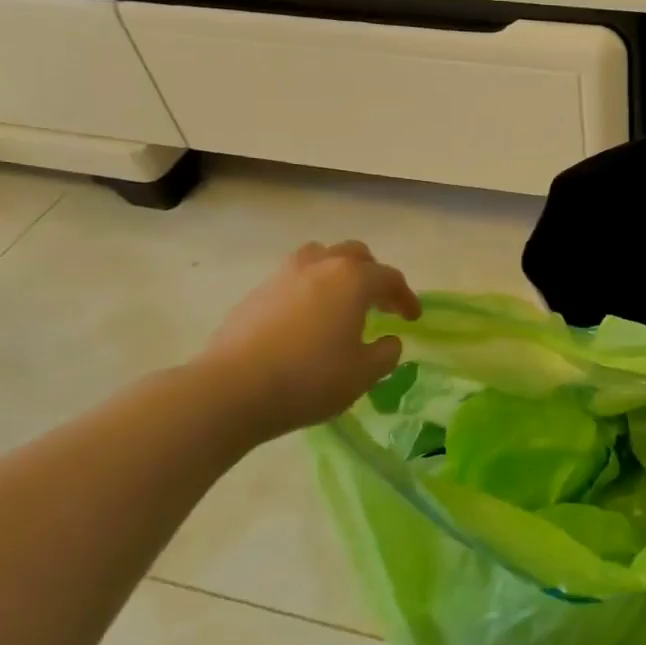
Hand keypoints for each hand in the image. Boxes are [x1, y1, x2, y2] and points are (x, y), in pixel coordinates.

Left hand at [194, 241, 420, 443]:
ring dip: (337, 273)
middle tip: (379, 303)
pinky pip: (293, 278)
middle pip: (355, 255)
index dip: (406, 298)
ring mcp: (283, 275)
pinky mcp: (256, 293)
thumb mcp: (363, 374)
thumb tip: (389, 340)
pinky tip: (307, 319)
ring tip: (341, 301)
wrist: (233, 389)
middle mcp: (319, 266)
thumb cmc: (310, 378)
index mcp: (352, 279)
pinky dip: (309, 289)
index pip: (390, 278)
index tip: (413, 318)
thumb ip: (385, 353)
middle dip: (373, 275)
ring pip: (319, 257)